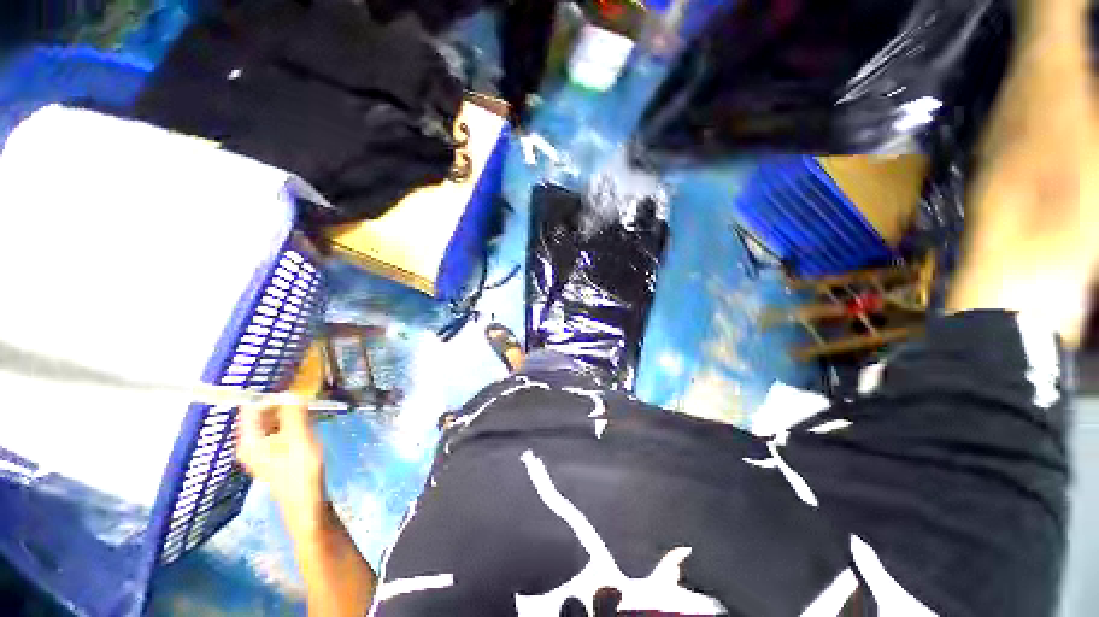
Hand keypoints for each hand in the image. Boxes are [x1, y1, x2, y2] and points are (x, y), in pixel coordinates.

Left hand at [236, 402, 326, 533]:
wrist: (307, 504)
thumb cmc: (300, 471)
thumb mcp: (299, 439)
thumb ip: (294, 414)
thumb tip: (292, 392)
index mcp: (249, 441)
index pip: (251, 408)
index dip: (269, 395)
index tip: (292, 386)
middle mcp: (250, 445)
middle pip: (261, 415)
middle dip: (281, 403)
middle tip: (305, 397)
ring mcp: (262, 452)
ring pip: (272, 423)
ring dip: (288, 413)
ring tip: (309, 408)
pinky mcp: (275, 456)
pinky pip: (279, 432)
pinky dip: (292, 424)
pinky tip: (307, 425)